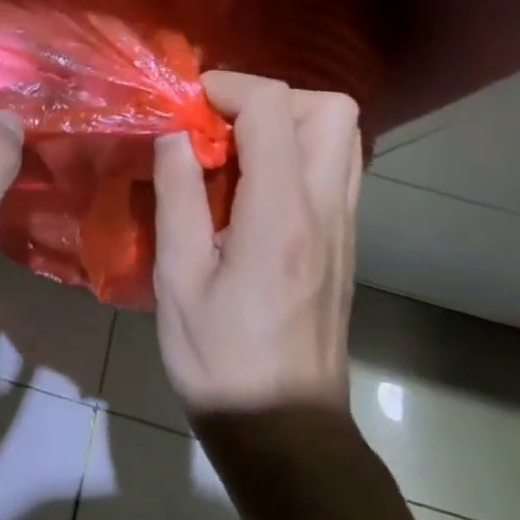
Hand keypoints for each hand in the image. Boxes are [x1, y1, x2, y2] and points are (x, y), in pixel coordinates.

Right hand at [151, 72, 362, 417]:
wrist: (286, 431)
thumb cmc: (220, 360)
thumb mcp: (178, 278)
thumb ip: (177, 194)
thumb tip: (174, 133)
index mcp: (281, 214)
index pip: (274, 107)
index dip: (229, 87)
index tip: (188, 106)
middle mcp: (326, 208)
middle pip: (332, 108)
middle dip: (272, 97)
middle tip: (221, 124)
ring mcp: (344, 225)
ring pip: (342, 135)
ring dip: (289, 121)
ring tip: (236, 150)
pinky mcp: (344, 242)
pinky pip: (335, 167)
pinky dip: (297, 152)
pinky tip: (252, 186)